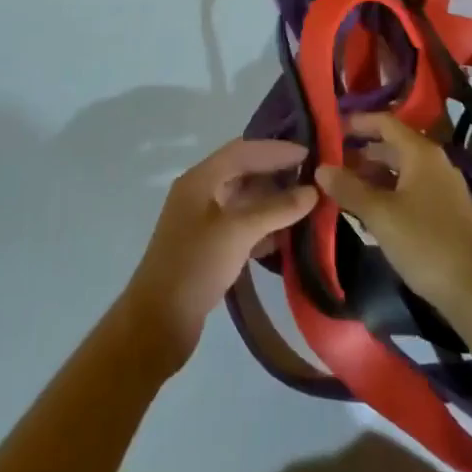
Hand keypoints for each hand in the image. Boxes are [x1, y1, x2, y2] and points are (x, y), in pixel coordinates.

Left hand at [119, 138, 316, 371]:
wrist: (158, 322)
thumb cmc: (195, 266)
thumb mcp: (238, 232)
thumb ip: (276, 209)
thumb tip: (313, 192)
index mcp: (200, 179)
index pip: (242, 150)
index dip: (275, 149)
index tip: (308, 152)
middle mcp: (200, 193)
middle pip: (243, 172)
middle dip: (276, 172)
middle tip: (312, 176)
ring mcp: (202, 221)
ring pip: (243, 200)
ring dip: (272, 200)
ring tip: (306, 203)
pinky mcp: (208, 247)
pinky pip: (241, 225)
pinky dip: (263, 225)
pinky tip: (285, 235)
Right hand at [315, 113, 471, 318]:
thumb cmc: (425, 244)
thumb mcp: (380, 215)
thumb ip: (349, 189)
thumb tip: (320, 168)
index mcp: (422, 153)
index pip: (385, 122)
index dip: (357, 122)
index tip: (330, 128)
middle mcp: (436, 162)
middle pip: (394, 146)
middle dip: (362, 153)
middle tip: (332, 165)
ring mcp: (446, 188)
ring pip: (403, 170)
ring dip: (375, 176)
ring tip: (346, 189)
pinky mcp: (449, 211)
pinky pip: (413, 189)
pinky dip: (390, 192)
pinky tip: (373, 212)